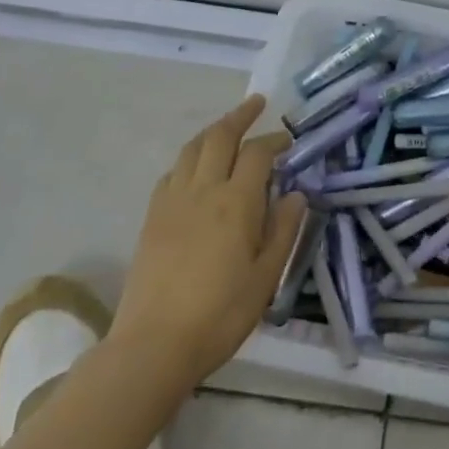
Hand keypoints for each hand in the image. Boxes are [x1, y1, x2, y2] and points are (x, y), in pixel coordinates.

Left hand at [109, 96, 305, 387]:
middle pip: (220, 137)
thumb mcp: (266, 277)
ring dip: (213, 131)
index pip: (258, 154)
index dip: (274, 141)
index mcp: (236, 202)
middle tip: (256, 104)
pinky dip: (190, 158)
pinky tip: (195, 168)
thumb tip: (296, 194)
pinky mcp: (152, 217)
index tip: (288, 140)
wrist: (154, 343)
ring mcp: (172, 201)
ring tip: (227, 126)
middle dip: (240, 115)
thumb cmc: (221, 314)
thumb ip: (283, 231)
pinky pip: (173, 172)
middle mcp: (203, 190)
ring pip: (192, 148)